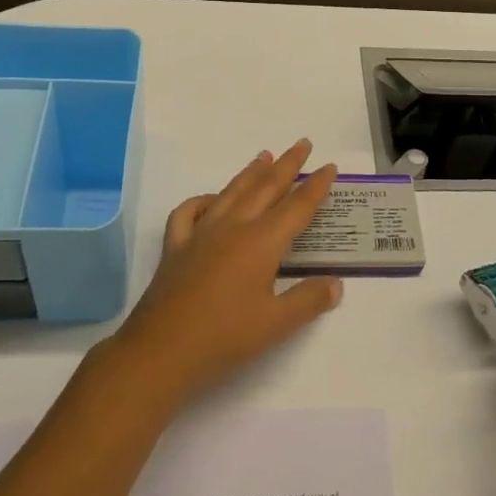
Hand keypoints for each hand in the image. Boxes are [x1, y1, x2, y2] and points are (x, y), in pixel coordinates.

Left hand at [116, 139, 343, 401]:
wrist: (159, 352)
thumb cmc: (223, 338)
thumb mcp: (276, 325)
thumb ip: (308, 300)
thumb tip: (335, 284)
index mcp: (262, 242)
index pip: (297, 206)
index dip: (316, 186)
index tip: (329, 166)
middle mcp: (234, 227)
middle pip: (266, 187)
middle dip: (287, 164)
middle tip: (302, 143)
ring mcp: (201, 233)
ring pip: (232, 192)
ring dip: (251, 172)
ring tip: (264, 155)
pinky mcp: (176, 247)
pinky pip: (189, 212)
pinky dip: (204, 200)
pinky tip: (212, 200)